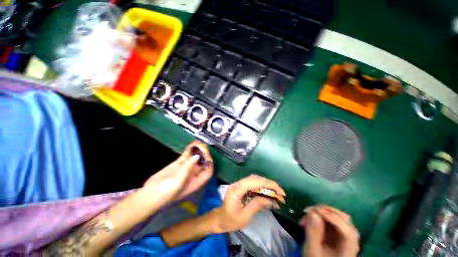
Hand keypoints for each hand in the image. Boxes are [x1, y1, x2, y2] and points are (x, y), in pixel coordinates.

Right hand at [142, 141, 213, 204]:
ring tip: (199, 143)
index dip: (209, 164)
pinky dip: (189, 150)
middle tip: (204, 147)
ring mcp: (186, 168)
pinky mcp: (179, 164)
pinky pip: (186, 156)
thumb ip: (187, 169)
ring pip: (194, 158)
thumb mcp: (178, 183)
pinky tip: (192, 145)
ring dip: (197, 151)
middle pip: (202, 163)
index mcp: (196, 181)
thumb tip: (197, 156)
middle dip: (204, 155)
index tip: (208, 156)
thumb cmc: (166, 193)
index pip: (207, 172)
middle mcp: (193, 174)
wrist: (150, 194)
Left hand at [212, 175, 284, 232]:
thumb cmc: (230, 220)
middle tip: (281, 193)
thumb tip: (270, 199)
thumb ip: (257, 205)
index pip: (255, 181)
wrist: (220, 219)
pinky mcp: (241, 186)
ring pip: (255, 179)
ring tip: (276, 193)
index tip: (280, 192)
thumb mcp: (245, 216)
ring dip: (266, 184)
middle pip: (256, 178)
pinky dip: (262, 187)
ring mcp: (239, 184)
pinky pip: (253, 183)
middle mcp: (238, 183)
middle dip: (270, 184)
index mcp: (237, 189)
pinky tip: (268, 193)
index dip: (269, 184)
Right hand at [301, 205, 359, 256]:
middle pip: (343, 219)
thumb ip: (313, 233)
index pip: (346, 229)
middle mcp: (352, 240)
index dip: (330, 217)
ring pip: (337, 216)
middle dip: (325, 211)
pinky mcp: (339, 232)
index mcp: (349, 248)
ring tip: (308, 215)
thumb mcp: (312, 250)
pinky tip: (311, 218)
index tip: (312, 210)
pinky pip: (332, 218)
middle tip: (309, 210)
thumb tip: (312, 212)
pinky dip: (321, 215)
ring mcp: (346, 235)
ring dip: (322, 212)